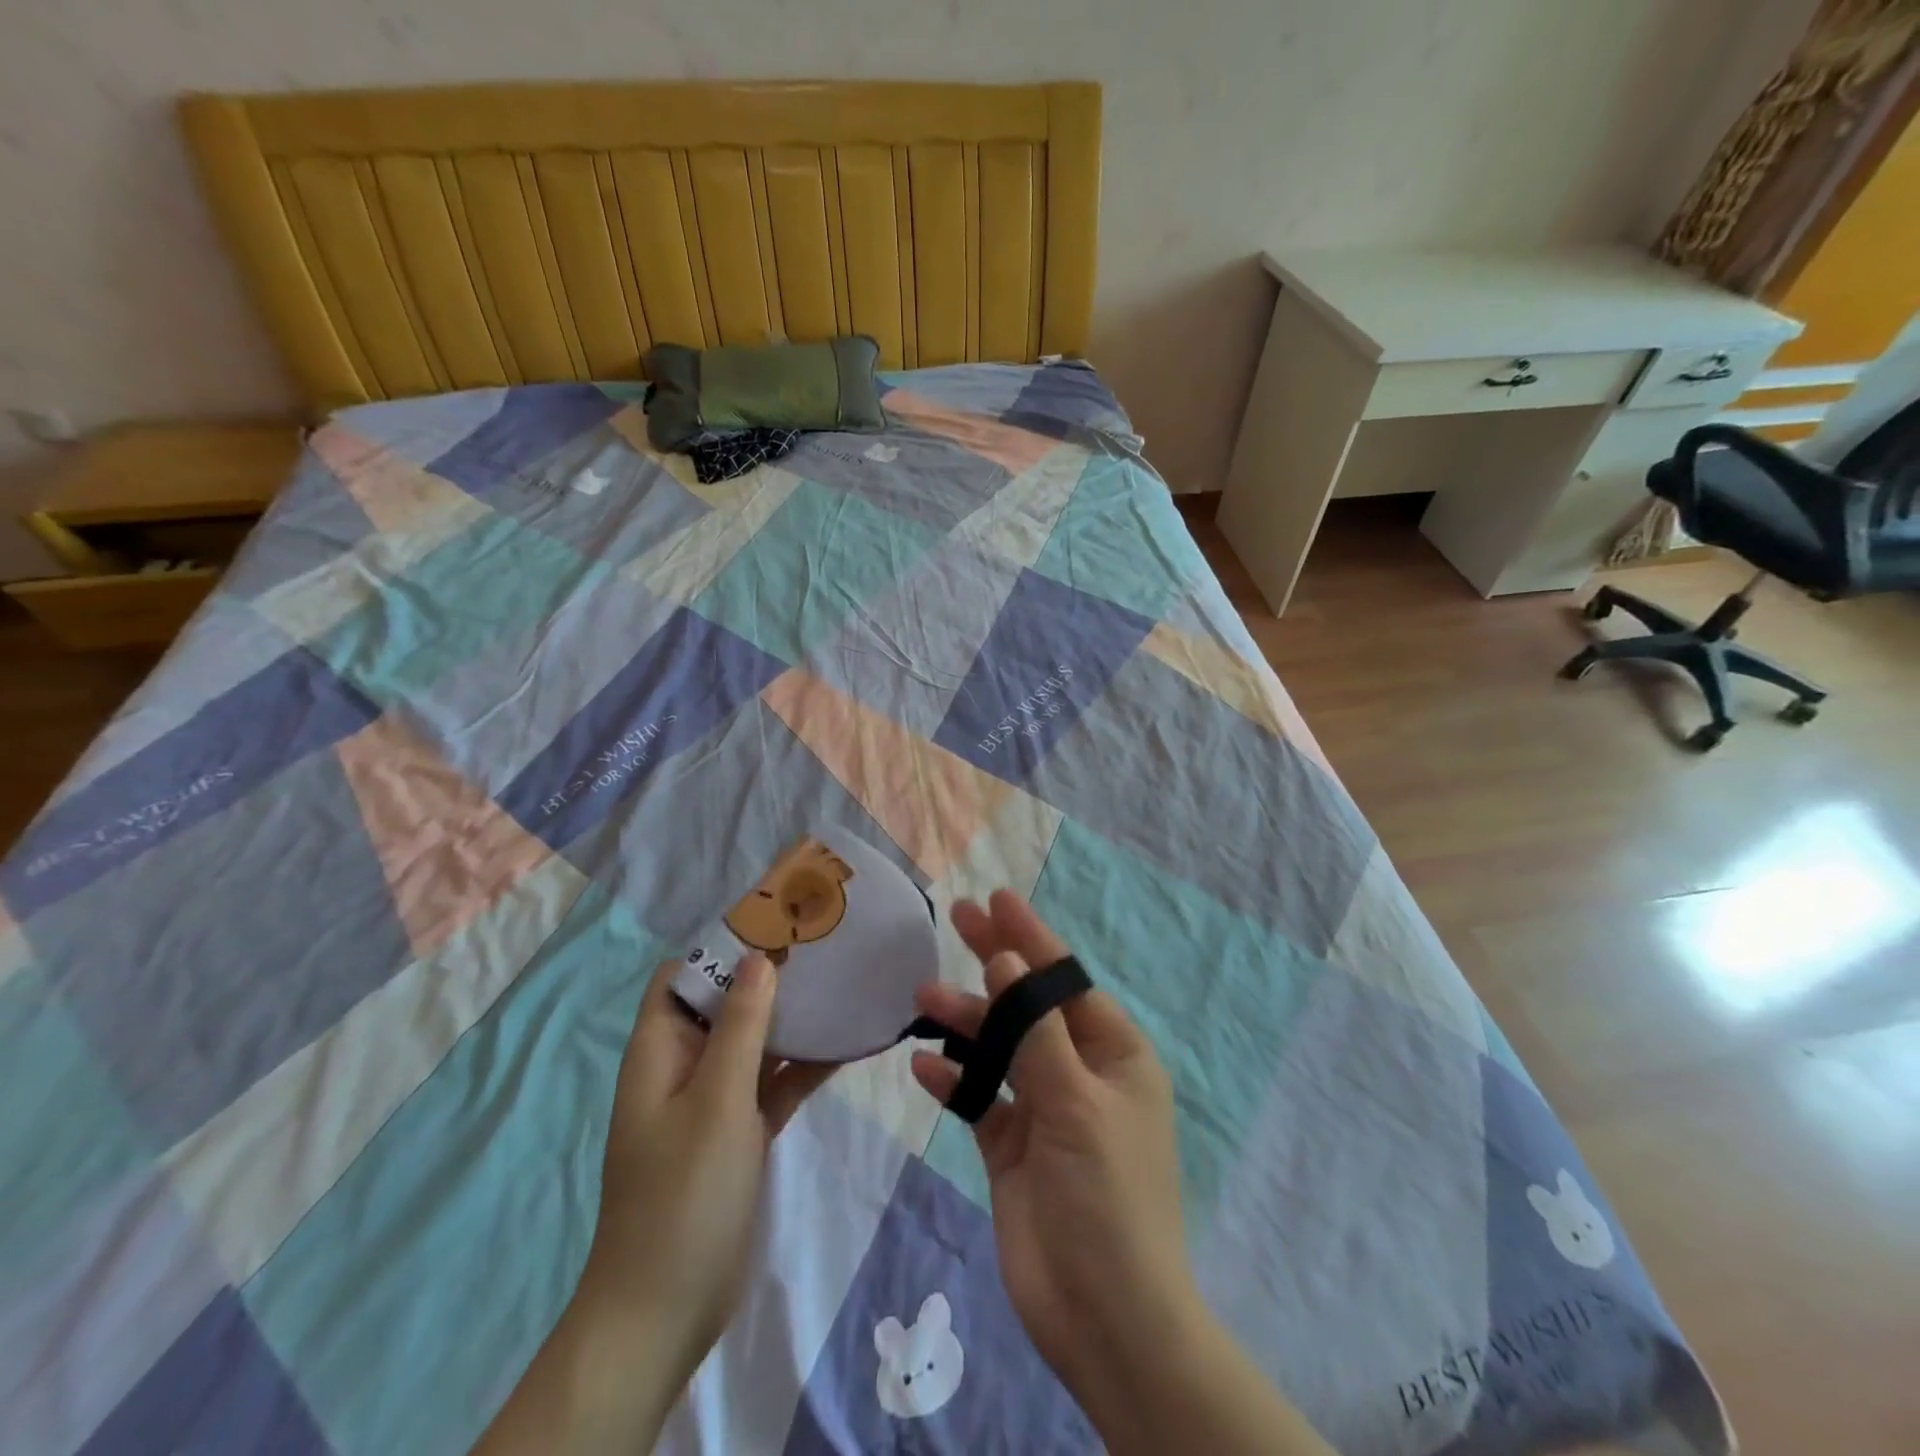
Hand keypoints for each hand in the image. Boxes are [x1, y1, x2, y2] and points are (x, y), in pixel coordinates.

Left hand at [477, 953, 833, 1454]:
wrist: (666, 1310)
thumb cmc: (683, 1194)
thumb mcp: (715, 1101)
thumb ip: (741, 1027)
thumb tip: (759, 956)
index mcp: (661, 1050)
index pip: (683, 975)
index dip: (722, 944)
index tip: (775, 920)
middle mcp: (684, 1065)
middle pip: (725, 1002)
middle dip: (769, 974)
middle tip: (824, 945)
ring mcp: (714, 1100)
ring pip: (756, 1041)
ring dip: (793, 1017)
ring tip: (844, 981)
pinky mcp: (741, 1130)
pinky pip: (775, 1082)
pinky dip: (805, 1064)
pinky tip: (850, 1043)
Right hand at [908, 892, 1194, 1391]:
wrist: (1105, 1319)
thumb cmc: (1107, 1197)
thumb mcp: (1077, 1103)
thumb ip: (1036, 1031)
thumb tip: (1009, 960)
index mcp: (1114, 1054)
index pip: (1064, 980)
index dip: (1031, 937)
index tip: (997, 898)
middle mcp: (1080, 1072)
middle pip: (1030, 1002)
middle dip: (996, 960)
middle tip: (957, 917)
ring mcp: (1044, 1109)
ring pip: (999, 1047)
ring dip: (965, 1021)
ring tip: (923, 997)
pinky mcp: (1012, 1147)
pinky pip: (980, 1098)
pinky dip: (955, 1079)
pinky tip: (924, 1064)